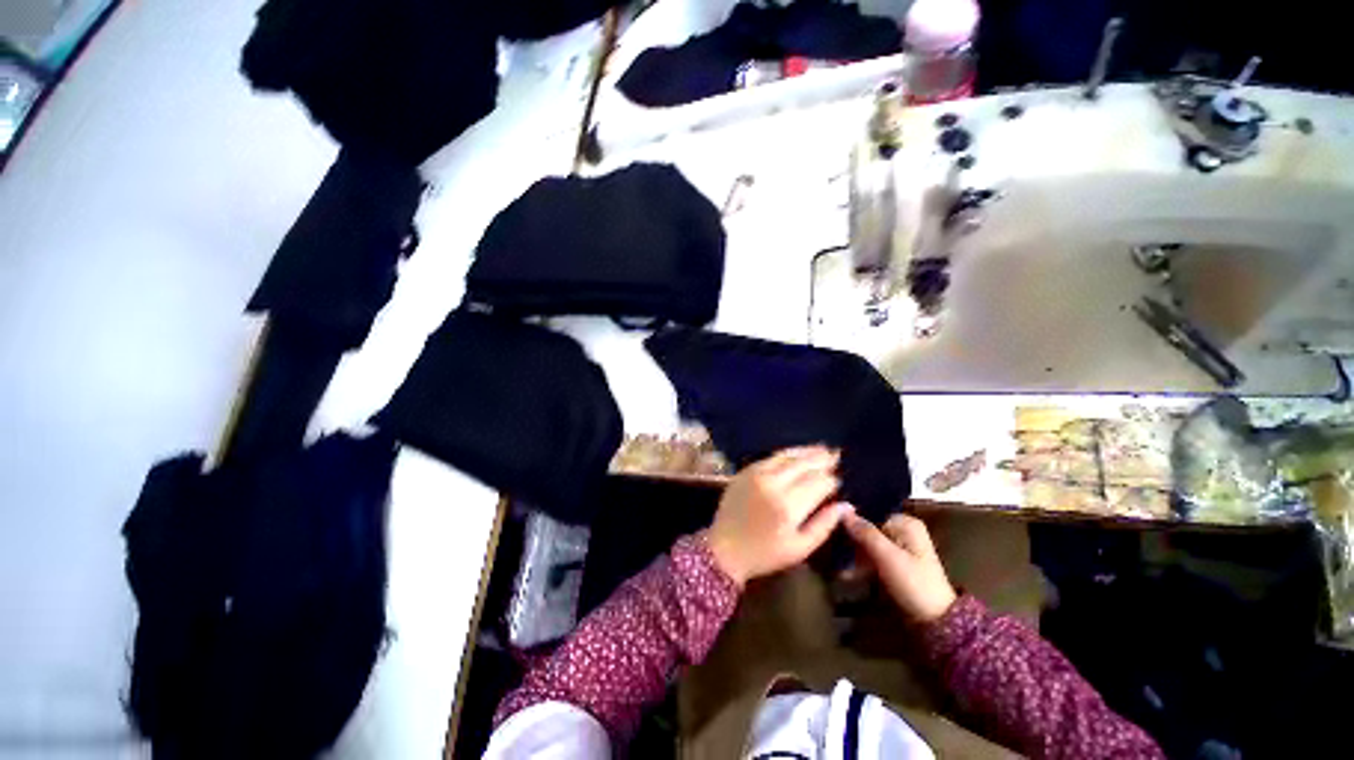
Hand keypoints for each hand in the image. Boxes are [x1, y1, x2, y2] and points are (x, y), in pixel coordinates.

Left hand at [706, 446, 850, 586]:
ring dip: (806, 452)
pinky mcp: (745, 471)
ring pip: (786, 456)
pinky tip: (796, 453)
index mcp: (789, 506)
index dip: (831, 480)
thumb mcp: (800, 548)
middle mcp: (773, 484)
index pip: (817, 483)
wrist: (725, 548)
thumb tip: (846, 505)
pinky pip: (770, 457)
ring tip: (822, 448)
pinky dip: (786, 453)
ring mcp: (757, 474)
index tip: (838, 479)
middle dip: (821, 459)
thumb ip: (824, 525)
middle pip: (803, 465)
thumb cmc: (765, 553)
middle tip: (836, 454)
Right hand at [843, 512, 957, 623]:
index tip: (831, 527)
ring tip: (837, 566)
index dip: (850, 520)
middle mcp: (902, 529)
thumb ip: (865, 532)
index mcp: (905, 523)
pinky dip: (861, 563)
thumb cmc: (914, 583)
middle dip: (850, 540)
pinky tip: (847, 573)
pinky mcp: (895, 562)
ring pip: (867, 543)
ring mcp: (899, 546)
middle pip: (867, 528)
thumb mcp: (887, 556)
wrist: (936, 621)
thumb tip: (842, 509)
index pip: (870, 512)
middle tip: (832, 551)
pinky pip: (872, 555)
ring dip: (853, 555)